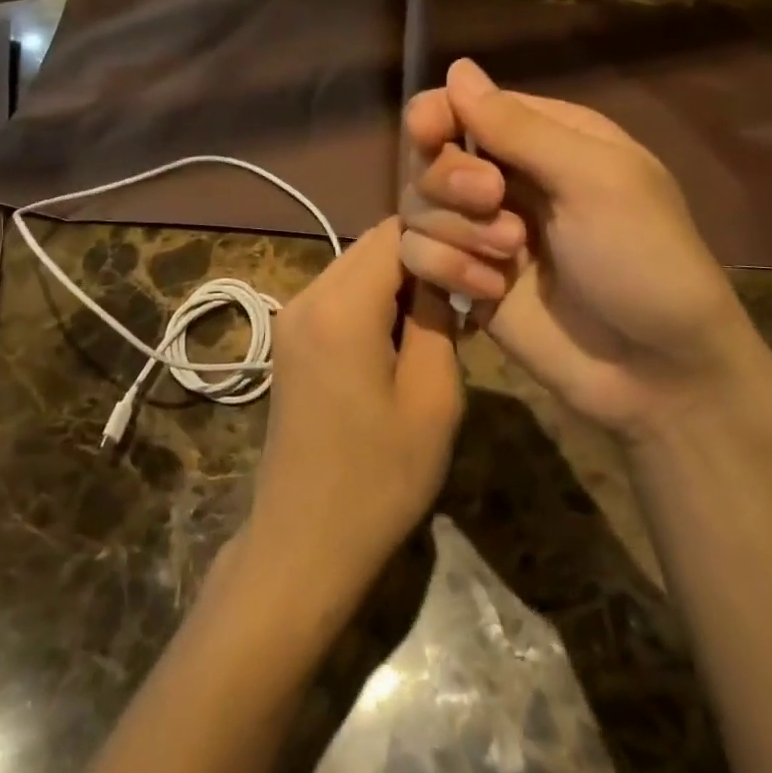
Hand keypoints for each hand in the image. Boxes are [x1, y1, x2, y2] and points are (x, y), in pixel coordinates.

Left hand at [247, 219, 461, 607]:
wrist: (304, 540)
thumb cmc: (379, 478)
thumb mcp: (433, 398)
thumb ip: (439, 319)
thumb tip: (444, 273)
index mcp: (341, 306)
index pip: (397, 232)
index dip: (444, 238)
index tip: (481, 265)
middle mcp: (307, 296)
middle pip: (372, 245)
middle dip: (422, 258)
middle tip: (468, 293)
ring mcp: (291, 316)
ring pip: (356, 268)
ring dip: (399, 282)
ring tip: (442, 320)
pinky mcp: (290, 339)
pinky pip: (339, 296)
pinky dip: (374, 302)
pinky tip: (403, 339)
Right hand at [399, 58, 769, 442]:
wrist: (656, 372)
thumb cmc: (644, 260)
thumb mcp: (595, 180)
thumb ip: (520, 128)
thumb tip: (456, 68)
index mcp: (545, 139)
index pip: (465, 105)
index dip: (437, 115)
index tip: (429, 134)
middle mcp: (506, 177)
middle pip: (430, 154)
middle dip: (451, 179)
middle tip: (493, 200)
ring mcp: (481, 230)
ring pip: (416, 204)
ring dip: (455, 229)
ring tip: (510, 257)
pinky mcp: (464, 278)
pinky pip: (416, 254)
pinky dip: (447, 268)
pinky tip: (490, 292)